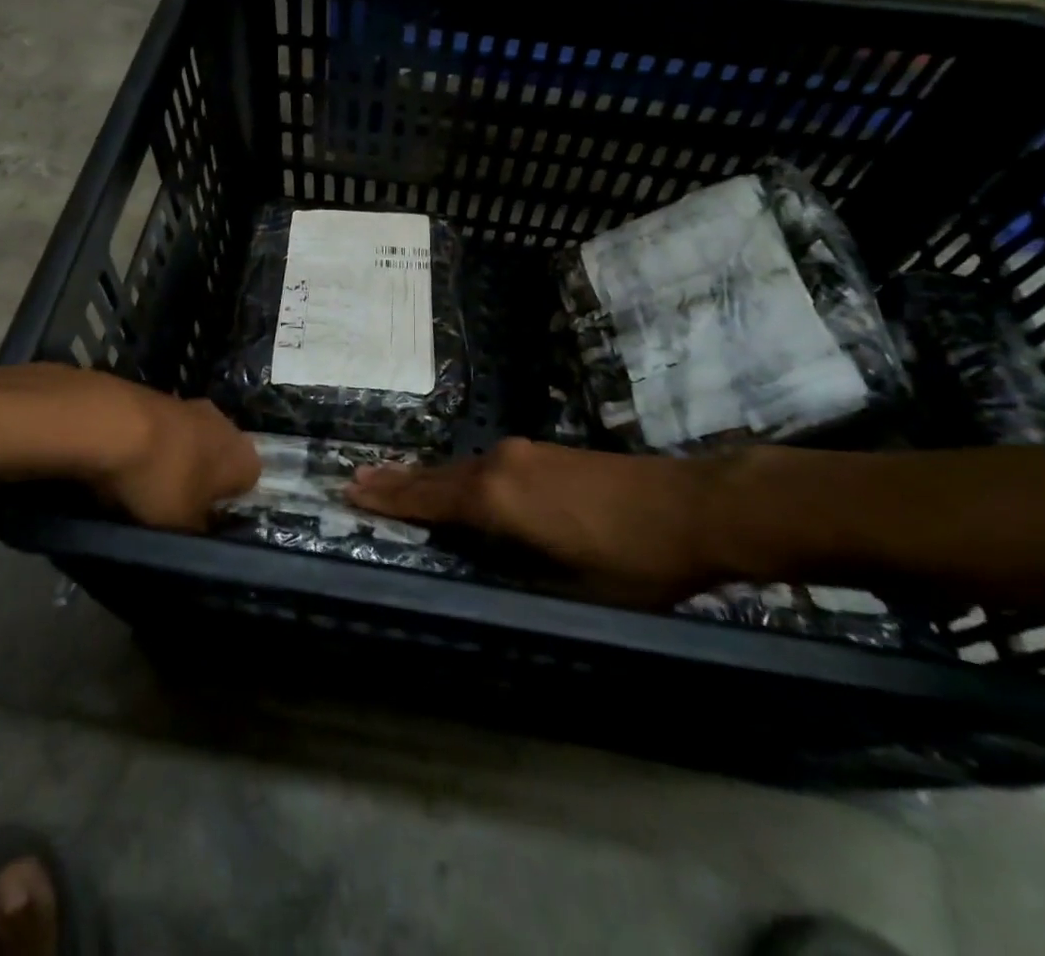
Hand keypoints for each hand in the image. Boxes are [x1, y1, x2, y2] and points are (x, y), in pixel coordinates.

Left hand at [73, 373, 259, 531]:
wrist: (115, 424)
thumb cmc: (162, 480)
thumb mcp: (182, 526)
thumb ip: (199, 529)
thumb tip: (202, 526)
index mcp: (245, 457)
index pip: (247, 484)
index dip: (224, 504)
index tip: (200, 519)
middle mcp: (227, 425)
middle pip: (218, 459)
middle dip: (199, 478)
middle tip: (173, 502)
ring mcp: (193, 405)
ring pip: (190, 442)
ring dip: (173, 460)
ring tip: (144, 483)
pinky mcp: (161, 396)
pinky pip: (163, 430)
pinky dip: (151, 444)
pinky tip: (127, 461)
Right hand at [347, 437, 717, 603]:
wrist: (695, 506)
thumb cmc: (635, 559)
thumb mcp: (574, 591)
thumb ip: (519, 580)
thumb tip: (480, 590)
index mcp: (500, 498)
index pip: (430, 499)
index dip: (389, 499)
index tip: (349, 491)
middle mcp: (501, 465)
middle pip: (437, 476)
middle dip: (396, 482)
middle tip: (356, 479)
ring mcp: (524, 454)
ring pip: (460, 468)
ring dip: (425, 477)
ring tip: (389, 477)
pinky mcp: (545, 454)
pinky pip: (482, 465)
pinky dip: (454, 475)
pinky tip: (452, 481)